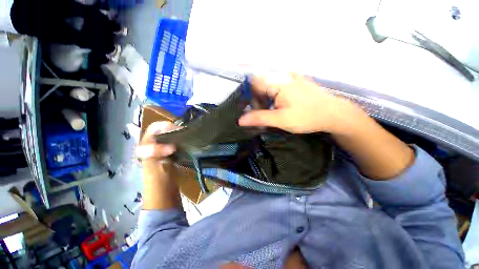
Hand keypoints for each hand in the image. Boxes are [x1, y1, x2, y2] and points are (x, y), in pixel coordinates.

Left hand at [136, 121, 181, 209]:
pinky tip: (189, 143)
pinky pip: (177, 145)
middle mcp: (154, 147)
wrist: (165, 195)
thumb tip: (171, 145)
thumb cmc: (157, 182)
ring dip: (178, 135)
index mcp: (147, 147)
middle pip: (163, 132)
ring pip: (171, 138)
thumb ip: (159, 153)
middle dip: (174, 129)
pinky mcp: (173, 157)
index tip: (178, 129)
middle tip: (185, 131)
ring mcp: (164, 152)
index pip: (153, 130)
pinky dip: (182, 142)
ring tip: (188, 135)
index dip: (164, 126)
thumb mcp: (155, 166)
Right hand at [238, 73, 364, 134]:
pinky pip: (278, 82)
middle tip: (261, 111)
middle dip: (257, 97)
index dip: (249, 93)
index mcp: (278, 82)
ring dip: (265, 96)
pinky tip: (278, 104)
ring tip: (271, 110)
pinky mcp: (296, 81)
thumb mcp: (281, 120)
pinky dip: (273, 93)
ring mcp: (292, 76)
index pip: (254, 80)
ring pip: (269, 82)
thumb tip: (240, 120)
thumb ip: (260, 118)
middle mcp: (284, 75)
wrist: (333, 114)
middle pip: (261, 81)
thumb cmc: (307, 117)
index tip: (248, 105)